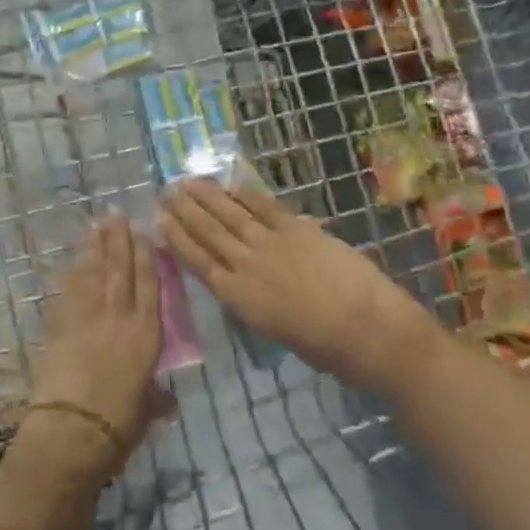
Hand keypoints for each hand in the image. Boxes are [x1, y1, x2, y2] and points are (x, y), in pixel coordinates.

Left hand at [29, 215, 170, 467]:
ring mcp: (87, 317)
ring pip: (93, 273)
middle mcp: (119, 317)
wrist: (72, 429)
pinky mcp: (60, 324)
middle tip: (115, 212)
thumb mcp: (146, 412)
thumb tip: (165, 401)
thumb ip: (155, 399)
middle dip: (118, 239)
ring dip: (94, 247)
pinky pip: (69, 290)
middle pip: (120, 269)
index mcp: (147, 334)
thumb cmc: (119, 425)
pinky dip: (72, 273)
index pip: (148, 284)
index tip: (142, 231)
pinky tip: (73, 260)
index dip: (146, 255)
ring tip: (96, 225)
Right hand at [159, 180, 430, 377]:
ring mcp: (272, 242)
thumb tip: (240, 283)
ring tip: (188, 181)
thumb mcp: (275, 332)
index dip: (176, 239)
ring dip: (207, 196)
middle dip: (184, 210)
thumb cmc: (326, 349)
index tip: (159, 220)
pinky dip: (244, 194)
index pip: (197, 261)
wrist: (371, 331)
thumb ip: (252, 302)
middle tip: (166, 192)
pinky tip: (231, 186)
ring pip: (230, 213)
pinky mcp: (298, 228)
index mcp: (238, 298)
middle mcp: (246, 265)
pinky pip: (264, 205)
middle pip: (208, 231)